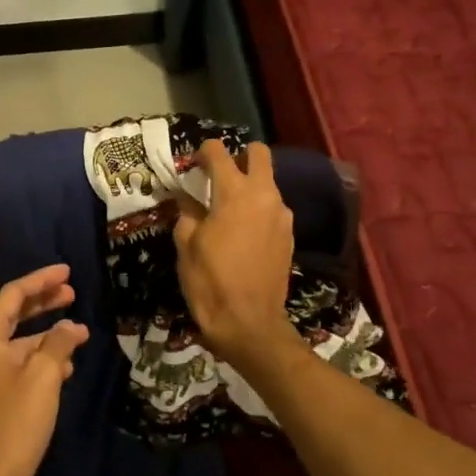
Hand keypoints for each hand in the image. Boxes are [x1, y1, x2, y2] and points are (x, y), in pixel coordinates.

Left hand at [0, 264, 86, 475]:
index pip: (13, 295)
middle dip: (44, 302)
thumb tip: (71, 326)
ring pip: (21, 343)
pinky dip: (45, 361)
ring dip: (49, 335)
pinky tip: (68, 367)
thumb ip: (58, 344)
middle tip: (73, 292)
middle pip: (15, 315)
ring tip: (80, 333)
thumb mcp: (43, 377)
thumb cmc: (15, 423)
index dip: (41, 280)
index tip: (67, 271)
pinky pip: (24, 367)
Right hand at [173, 141, 297, 366]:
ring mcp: (282, 215)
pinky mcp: (289, 235)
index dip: (203, 152)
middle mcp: (264, 195)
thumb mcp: (186, 245)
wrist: (250, 323)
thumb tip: (187, 198)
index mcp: (234, 192)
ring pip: (268, 183)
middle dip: (239, 156)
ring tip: (227, 209)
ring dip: (249, 186)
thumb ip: (187, 213)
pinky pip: (273, 208)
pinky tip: (242, 232)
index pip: (219, 152)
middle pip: (258, 154)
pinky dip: (258, 209)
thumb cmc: (210, 281)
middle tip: (218, 176)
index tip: (192, 164)